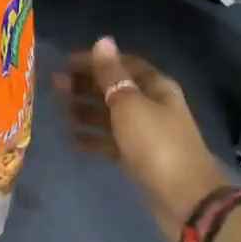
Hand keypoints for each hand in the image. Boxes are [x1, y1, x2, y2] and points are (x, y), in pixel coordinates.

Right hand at [57, 36, 232, 241]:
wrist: (186, 200)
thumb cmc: (156, 145)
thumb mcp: (130, 105)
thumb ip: (112, 75)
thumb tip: (103, 40)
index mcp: (156, 87)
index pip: (123, 64)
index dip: (96, 61)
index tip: (65, 62)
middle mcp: (152, 106)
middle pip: (116, 89)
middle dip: (86, 85)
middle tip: (54, 85)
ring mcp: (146, 134)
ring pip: (111, 115)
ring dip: (85, 110)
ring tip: (58, 109)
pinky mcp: (139, 158)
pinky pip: (111, 142)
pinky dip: (93, 138)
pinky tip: (71, 139)